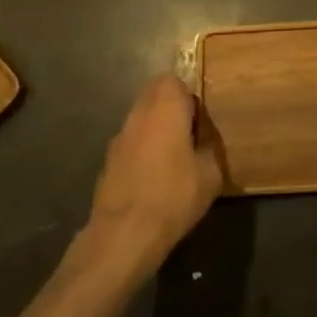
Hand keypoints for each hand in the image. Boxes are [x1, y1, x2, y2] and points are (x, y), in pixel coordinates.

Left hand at [88, 75, 222, 265]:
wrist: (124, 235)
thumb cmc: (173, 196)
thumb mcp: (210, 174)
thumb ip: (209, 148)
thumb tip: (204, 143)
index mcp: (165, 108)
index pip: (173, 80)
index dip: (187, 96)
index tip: (198, 119)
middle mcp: (138, 115)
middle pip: (153, 95)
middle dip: (170, 109)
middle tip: (188, 136)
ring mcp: (118, 138)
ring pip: (139, 120)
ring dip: (154, 130)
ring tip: (171, 161)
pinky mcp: (106, 163)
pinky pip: (129, 145)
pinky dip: (140, 153)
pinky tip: (151, 181)